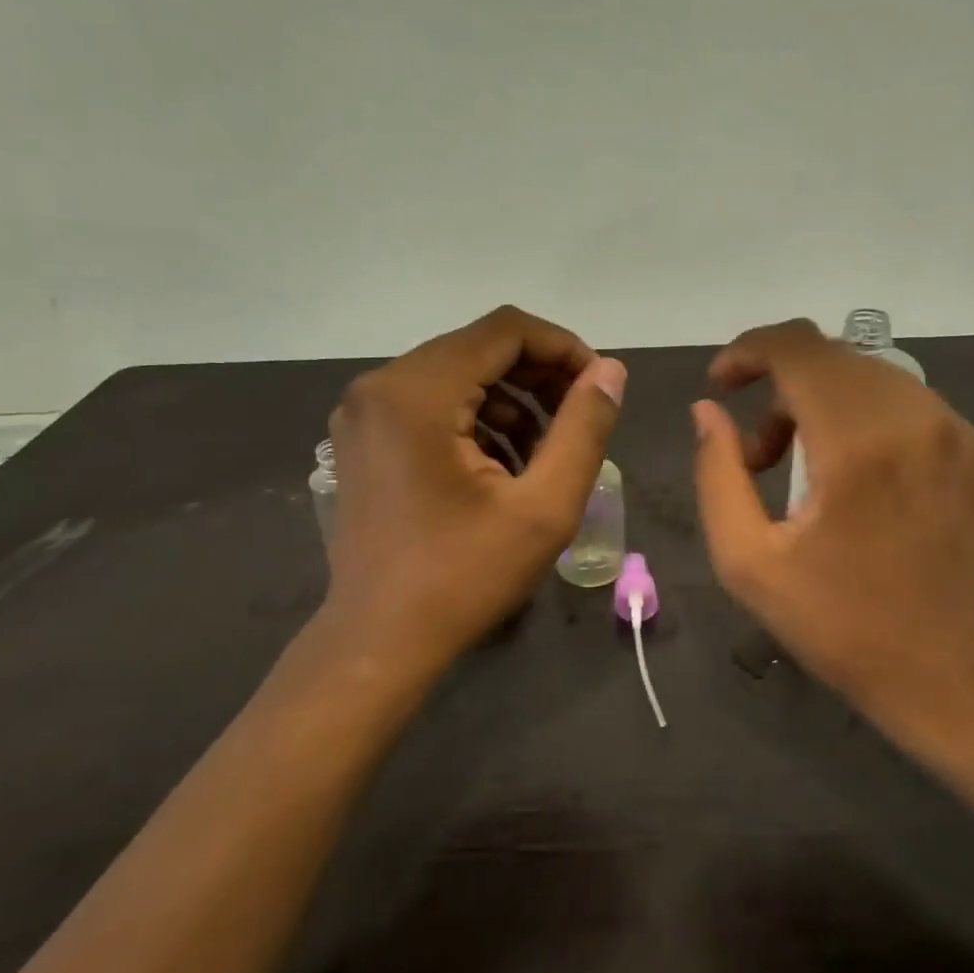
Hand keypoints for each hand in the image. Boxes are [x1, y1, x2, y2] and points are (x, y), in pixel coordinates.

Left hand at [313, 306, 624, 680]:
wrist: (380, 641)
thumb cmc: (464, 577)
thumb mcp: (544, 506)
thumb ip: (584, 428)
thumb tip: (609, 371)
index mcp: (416, 393)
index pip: (504, 330)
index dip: (562, 347)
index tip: (598, 387)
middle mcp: (380, 386)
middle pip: (479, 348)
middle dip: (540, 376)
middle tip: (580, 418)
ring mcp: (364, 412)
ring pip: (458, 375)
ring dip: (512, 401)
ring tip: (547, 451)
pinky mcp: (364, 437)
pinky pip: (433, 403)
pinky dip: (478, 420)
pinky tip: (505, 466)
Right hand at [691, 319, 973, 743]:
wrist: (939, 667)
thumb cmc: (833, 620)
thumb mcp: (746, 559)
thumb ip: (716, 472)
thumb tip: (708, 410)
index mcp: (857, 443)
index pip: (798, 348)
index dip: (748, 351)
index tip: (721, 385)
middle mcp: (916, 419)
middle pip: (832, 358)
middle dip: (779, 386)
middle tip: (758, 453)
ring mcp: (958, 433)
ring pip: (870, 377)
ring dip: (822, 403)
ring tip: (803, 468)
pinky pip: (908, 404)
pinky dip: (867, 420)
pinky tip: (857, 476)